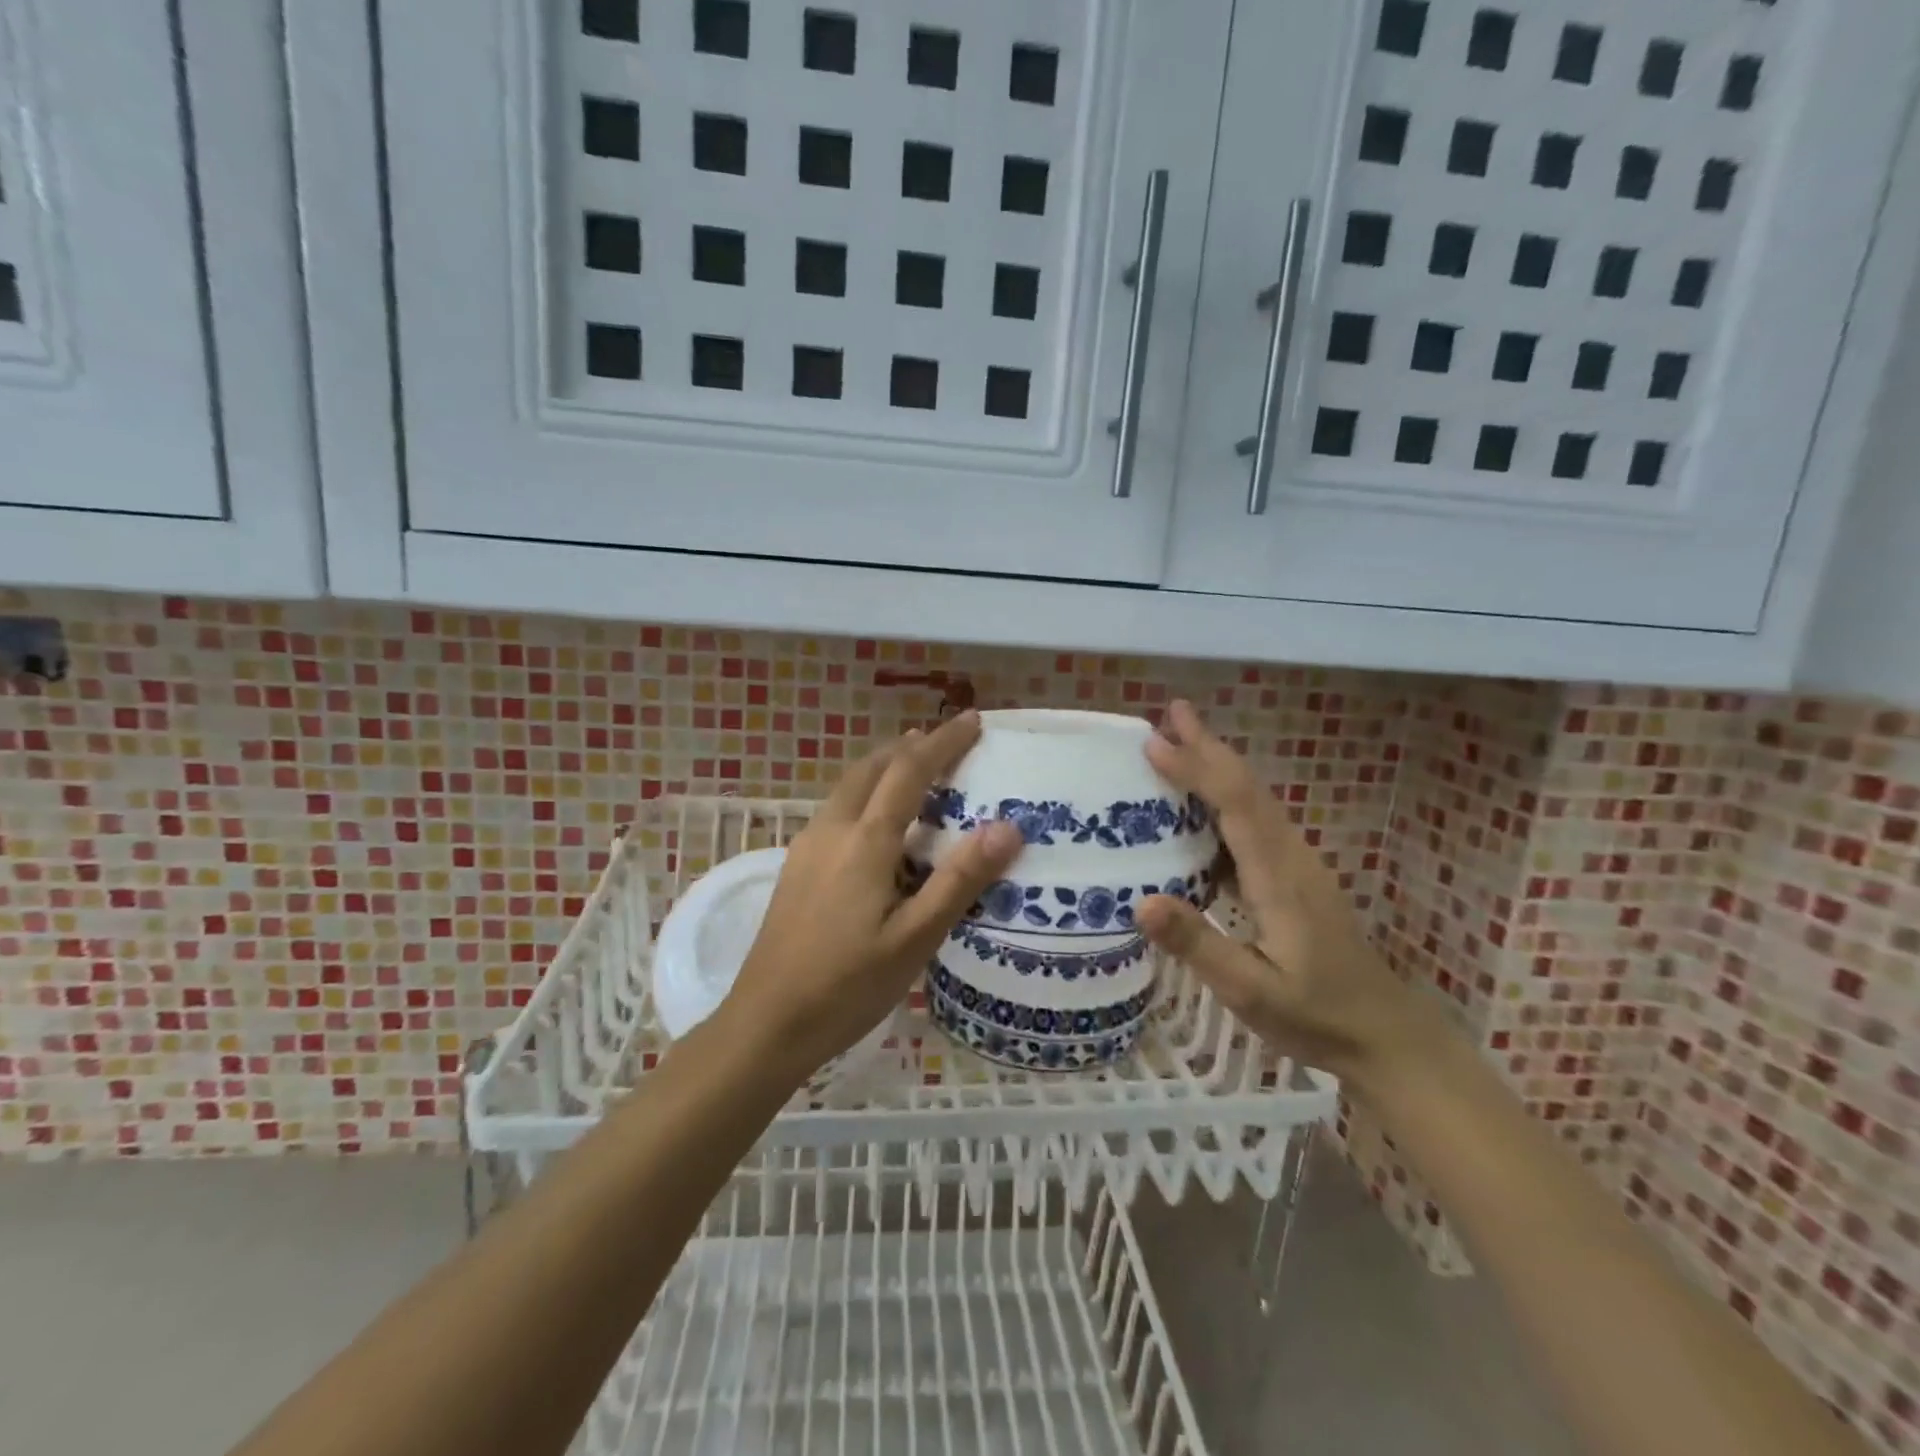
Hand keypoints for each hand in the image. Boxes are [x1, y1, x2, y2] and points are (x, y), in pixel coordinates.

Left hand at [720, 712, 1022, 1082]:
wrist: (765, 1024)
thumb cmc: (846, 986)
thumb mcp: (914, 939)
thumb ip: (959, 881)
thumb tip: (1007, 827)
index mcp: (864, 840)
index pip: (909, 771)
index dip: (943, 742)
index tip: (973, 720)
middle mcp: (831, 830)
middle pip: (872, 767)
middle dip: (911, 747)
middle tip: (947, 741)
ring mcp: (807, 847)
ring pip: (850, 786)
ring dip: (885, 767)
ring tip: (916, 770)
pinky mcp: (797, 867)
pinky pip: (838, 809)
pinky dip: (867, 793)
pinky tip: (878, 823)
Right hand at [1135, 700, 1437, 1091]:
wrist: (1384, 1037)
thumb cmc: (1316, 1016)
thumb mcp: (1251, 991)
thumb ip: (1198, 945)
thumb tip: (1140, 901)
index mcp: (1279, 878)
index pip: (1236, 805)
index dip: (1197, 769)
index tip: (1155, 742)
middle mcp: (1290, 858)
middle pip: (1248, 789)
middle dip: (1208, 747)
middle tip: (1169, 712)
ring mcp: (1295, 866)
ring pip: (1252, 801)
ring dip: (1216, 767)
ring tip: (1177, 742)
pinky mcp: (1291, 879)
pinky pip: (1252, 824)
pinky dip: (1222, 799)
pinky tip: (1197, 807)